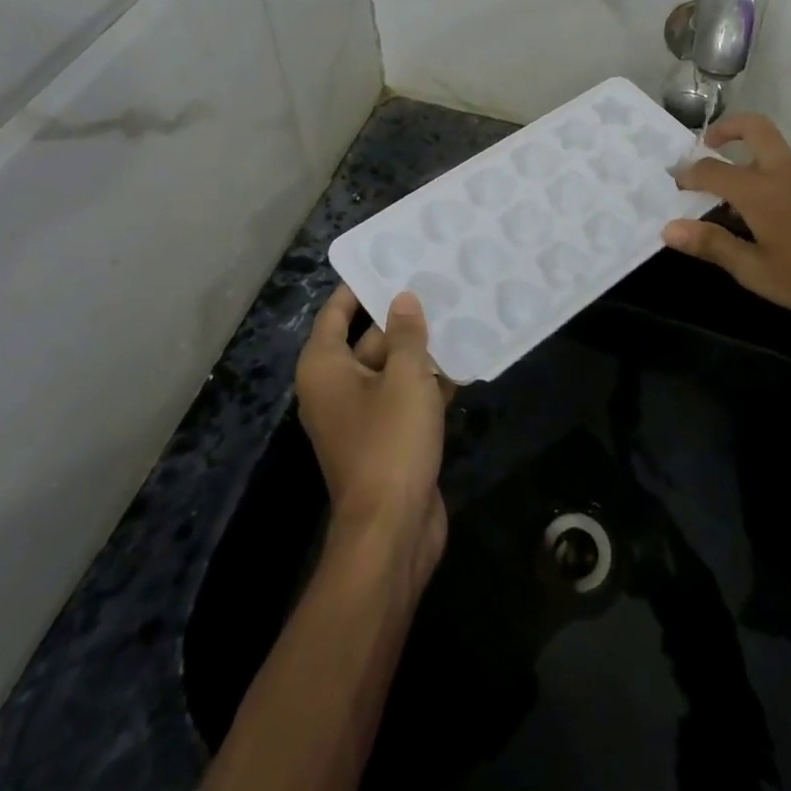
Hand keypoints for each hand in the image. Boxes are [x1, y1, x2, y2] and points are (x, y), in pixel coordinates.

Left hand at [294, 286, 451, 586]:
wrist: (392, 531)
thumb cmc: (389, 442)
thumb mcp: (403, 378)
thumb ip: (405, 334)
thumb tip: (402, 299)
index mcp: (325, 368)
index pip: (336, 312)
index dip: (360, 286)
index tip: (389, 259)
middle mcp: (337, 387)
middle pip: (369, 338)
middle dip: (403, 317)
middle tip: (439, 283)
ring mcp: (362, 415)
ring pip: (392, 368)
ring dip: (422, 350)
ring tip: (460, 313)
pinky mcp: (387, 438)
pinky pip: (406, 397)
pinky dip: (429, 383)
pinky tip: (465, 361)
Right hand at [661, 113, 790, 326]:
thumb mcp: (757, 271)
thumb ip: (712, 245)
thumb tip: (669, 229)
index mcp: (759, 190)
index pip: (712, 169)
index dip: (688, 173)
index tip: (675, 180)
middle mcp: (784, 170)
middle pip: (753, 128)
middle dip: (726, 129)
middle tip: (708, 143)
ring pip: (776, 151)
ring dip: (752, 158)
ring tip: (741, 195)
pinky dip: (777, 176)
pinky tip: (781, 213)